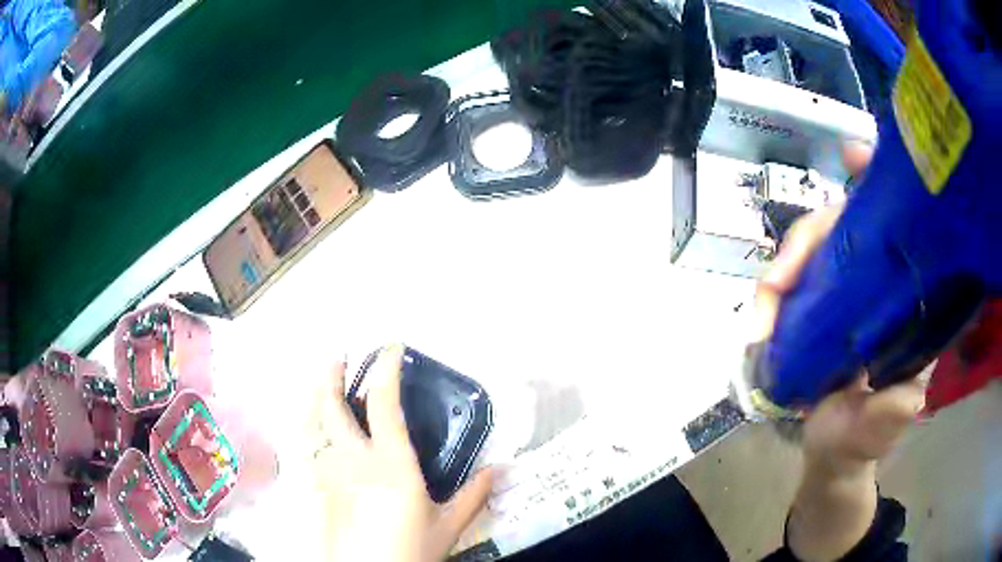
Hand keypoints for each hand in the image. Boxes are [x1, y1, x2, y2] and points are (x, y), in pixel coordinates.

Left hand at [309, 344, 493, 561]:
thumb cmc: (410, 550)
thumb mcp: (447, 526)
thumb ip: (473, 496)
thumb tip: (498, 470)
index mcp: (391, 463)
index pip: (385, 404)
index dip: (386, 370)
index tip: (391, 349)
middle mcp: (353, 459)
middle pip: (331, 405)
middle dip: (332, 375)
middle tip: (339, 358)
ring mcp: (329, 472)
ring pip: (312, 423)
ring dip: (316, 398)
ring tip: (322, 385)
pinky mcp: (318, 487)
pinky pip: (308, 447)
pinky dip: (310, 429)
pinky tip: (316, 432)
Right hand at [753, 142, 923, 473]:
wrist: (831, 453)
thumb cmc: (862, 439)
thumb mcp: (882, 428)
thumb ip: (892, 413)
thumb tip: (908, 395)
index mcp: (906, 300)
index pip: (898, 226)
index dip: (877, 184)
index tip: (852, 155)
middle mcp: (877, 282)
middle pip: (842, 227)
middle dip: (807, 240)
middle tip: (776, 283)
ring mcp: (843, 291)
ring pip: (811, 248)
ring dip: (783, 267)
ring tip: (763, 305)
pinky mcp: (816, 304)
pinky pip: (793, 276)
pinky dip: (774, 282)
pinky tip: (764, 304)